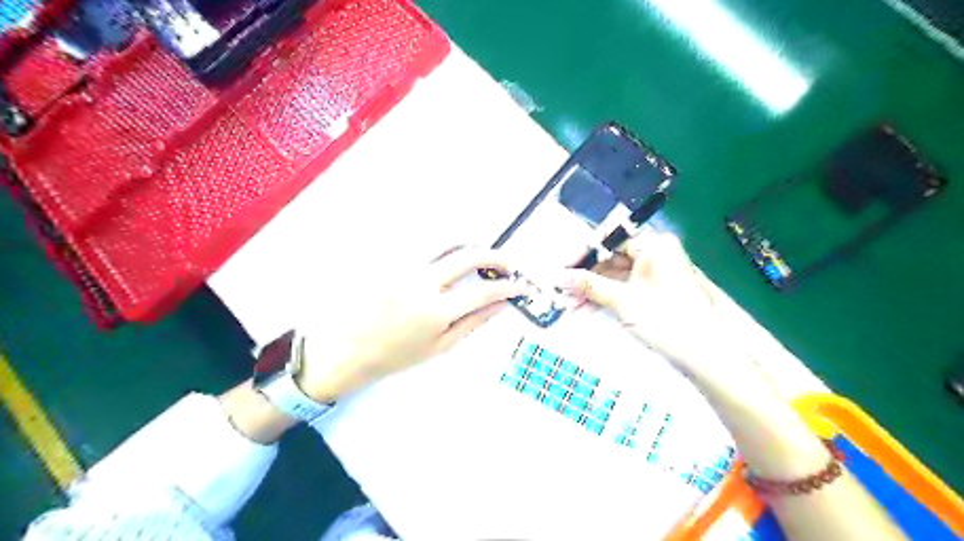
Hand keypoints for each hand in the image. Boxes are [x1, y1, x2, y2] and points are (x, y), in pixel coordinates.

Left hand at [300, 245, 525, 400]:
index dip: (506, 287)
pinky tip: (450, 258)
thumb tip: (503, 304)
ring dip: (471, 245)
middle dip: (495, 256)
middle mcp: (421, 282)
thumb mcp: (441, 346)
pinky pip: (424, 246)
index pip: (483, 290)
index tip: (517, 287)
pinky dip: (445, 248)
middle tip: (506, 266)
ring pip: (445, 241)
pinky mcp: (391, 260)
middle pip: (468, 255)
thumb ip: (474, 322)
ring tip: (480, 258)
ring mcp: (403, 267)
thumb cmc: (398, 355)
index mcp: (435, 311)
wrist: (350, 349)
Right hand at [554, 233, 748, 383]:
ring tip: (570, 306)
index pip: (610, 239)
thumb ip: (589, 285)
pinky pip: (624, 288)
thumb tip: (559, 276)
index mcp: (654, 245)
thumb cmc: (666, 320)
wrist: (705, 356)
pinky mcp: (655, 291)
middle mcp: (655, 253)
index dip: (582, 253)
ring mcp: (656, 273)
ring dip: (592, 291)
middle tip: (562, 290)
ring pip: (615, 276)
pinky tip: (587, 311)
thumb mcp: (623, 301)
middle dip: (585, 277)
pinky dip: (606, 299)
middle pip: (610, 259)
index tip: (561, 267)